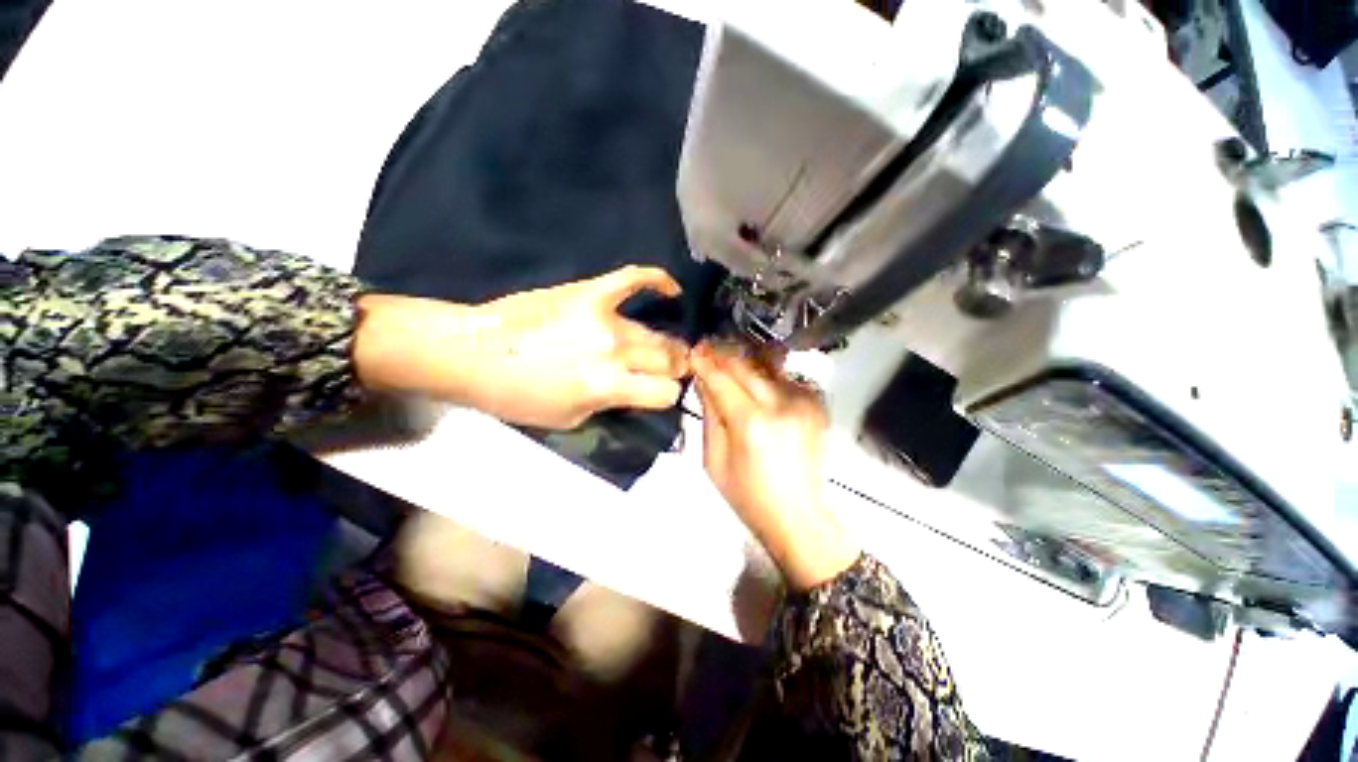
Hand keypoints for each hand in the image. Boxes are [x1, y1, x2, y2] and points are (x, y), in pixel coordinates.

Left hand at [353, 266, 689, 428]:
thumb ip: (609, 405)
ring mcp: (605, 317)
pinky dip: (658, 281)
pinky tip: (672, 290)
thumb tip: (632, 391)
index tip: (659, 395)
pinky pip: (634, 279)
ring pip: (657, 333)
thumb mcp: (569, 419)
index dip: (666, 396)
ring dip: (668, 345)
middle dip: (675, 369)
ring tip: (666, 348)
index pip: (665, 392)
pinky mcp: (591, 292)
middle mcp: (614, 351)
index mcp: (607, 386)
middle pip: (668, 359)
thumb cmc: (516, 395)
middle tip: (668, 372)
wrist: (475, 352)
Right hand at [691, 342, 859, 590]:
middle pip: (746, 365)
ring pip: (767, 365)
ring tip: (729, 359)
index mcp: (751, 422)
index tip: (694, 349)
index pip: (722, 379)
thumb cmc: (747, 495)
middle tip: (707, 347)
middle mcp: (780, 404)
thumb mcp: (714, 460)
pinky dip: (766, 373)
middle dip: (724, 354)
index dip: (705, 362)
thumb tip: (704, 379)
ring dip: (745, 360)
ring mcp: (803, 401)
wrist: (798, 515)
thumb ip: (710, 414)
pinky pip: (784, 377)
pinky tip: (755, 379)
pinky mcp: (815, 404)